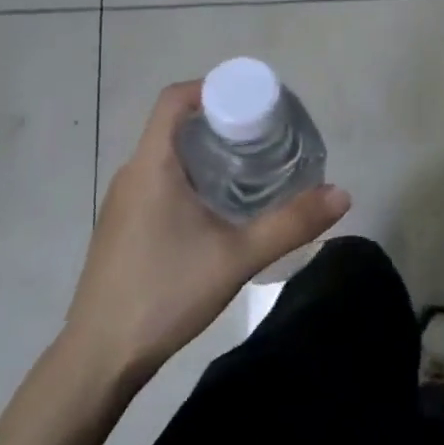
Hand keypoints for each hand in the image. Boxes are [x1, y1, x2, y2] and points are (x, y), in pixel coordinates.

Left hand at [65, 80, 349, 376]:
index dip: (214, 88)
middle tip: (269, 139)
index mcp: (152, 167)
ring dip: (210, 154)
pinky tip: (222, 211)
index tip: (256, 103)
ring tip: (254, 171)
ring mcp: (123, 203)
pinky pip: (161, 183)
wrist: (101, 356)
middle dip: (223, 123)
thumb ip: (292, 223)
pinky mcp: (124, 228)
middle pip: (177, 126)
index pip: (175, 99)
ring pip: (169, 158)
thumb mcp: (238, 257)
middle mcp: (132, 175)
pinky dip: (195, 179)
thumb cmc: (165, 294)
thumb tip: (342, 194)